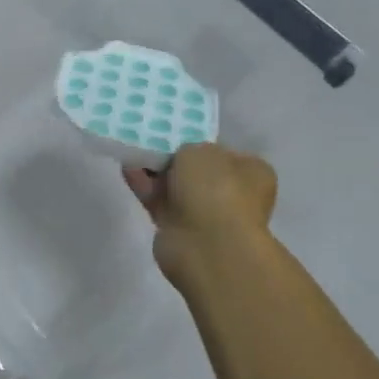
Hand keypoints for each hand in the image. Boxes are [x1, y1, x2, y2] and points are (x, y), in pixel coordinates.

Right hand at [122, 143, 277, 288]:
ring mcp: (206, 214)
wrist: (206, 245)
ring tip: (132, 149)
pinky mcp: (180, 230)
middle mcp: (233, 194)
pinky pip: (159, 201)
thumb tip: (181, 158)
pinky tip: (127, 169)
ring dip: (154, 171)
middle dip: (172, 158)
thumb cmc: (215, 189)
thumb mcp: (200, 150)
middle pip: (196, 170)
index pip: (224, 152)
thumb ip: (187, 147)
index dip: (199, 141)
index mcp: (251, 172)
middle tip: (149, 140)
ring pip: (175, 187)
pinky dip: (144, 186)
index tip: (175, 133)